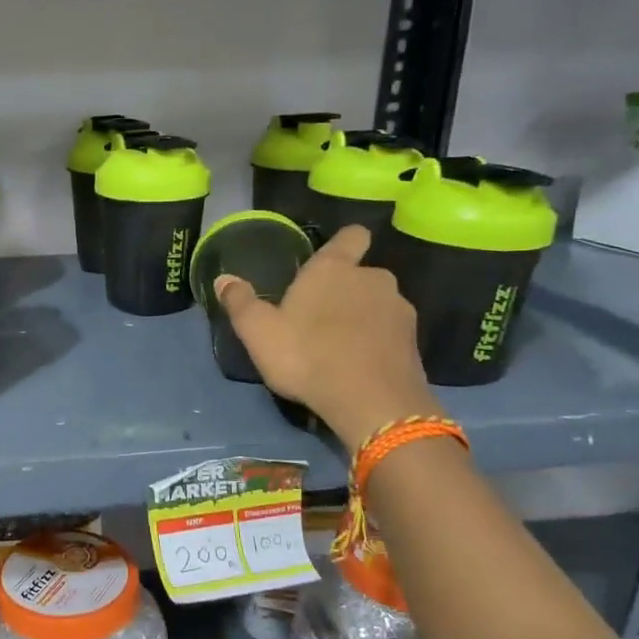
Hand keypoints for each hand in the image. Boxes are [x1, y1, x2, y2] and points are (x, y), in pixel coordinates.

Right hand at [214, 224, 441, 448]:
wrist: (372, 402)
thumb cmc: (307, 356)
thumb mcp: (259, 332)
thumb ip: (241, 302)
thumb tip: (223, 279)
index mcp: (334, 268)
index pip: (351, 236)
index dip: (344, 243)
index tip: (331, 259)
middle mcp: (373, 278)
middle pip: (361, 274)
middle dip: (345, 290)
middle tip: (319, 319)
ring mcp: (399, 309)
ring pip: (378, 304)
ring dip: (363, 318)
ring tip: (340, 347)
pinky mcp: (414, 341)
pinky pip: (391, 333)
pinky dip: (378, 343)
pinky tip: (360, 366)